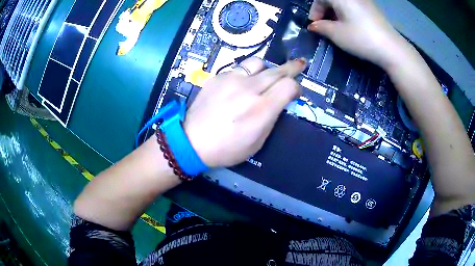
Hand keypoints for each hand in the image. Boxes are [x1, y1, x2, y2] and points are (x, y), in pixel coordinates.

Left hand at [184, 57, 305, 167]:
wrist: (191, 141)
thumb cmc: (227, 148)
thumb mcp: (257, 142)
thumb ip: (271, 118)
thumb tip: (279, 101)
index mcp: (261, 109)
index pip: (289, 86)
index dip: (297, 87)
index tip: (296, 92)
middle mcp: (248, 89)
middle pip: (277, 70)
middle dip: (292, 67)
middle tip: (300, 63)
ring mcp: (231, 79)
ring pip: (258, 63)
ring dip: (267, 69)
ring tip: (267, 76)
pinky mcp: (218, 77)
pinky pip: (239, 68)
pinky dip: (247, 74)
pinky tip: (242, 85)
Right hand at [308, 0, 410, 69]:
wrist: (391, 48)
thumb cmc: (361, 38)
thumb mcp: (337, 34)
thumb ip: (321, 27)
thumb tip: (314, 25)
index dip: (315, 10)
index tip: (315, 24)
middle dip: (324, 10)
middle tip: (325, 25)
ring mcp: (363, 0)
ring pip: (342, 2)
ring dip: (335, 12)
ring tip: (337, 27)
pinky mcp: (371, 8)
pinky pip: (353, 5)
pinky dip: (346, 12)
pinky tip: (350, 25)